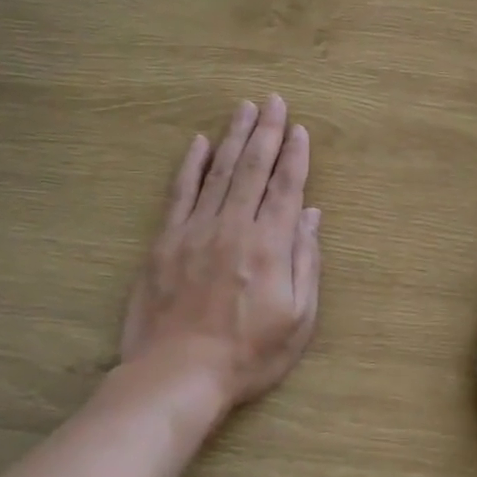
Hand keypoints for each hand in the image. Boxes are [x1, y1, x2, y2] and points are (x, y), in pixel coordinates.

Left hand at [120, 96, 321, 416]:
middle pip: (253, 169)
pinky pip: (180, 193)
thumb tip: (312, 216)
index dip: (295, 156)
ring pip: (219, 172)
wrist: (176, 376)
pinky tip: (199, 143)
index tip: (299, 128)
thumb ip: (306, 262)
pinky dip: (190, 166)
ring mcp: (195, 231)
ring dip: (234, 137)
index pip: (287, 188)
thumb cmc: (247, 355)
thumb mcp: (297, 319)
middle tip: (273, 100)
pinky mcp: (165, 241)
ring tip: (244, 108)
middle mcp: (234, 227)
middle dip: (266, 131)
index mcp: (270, 245)